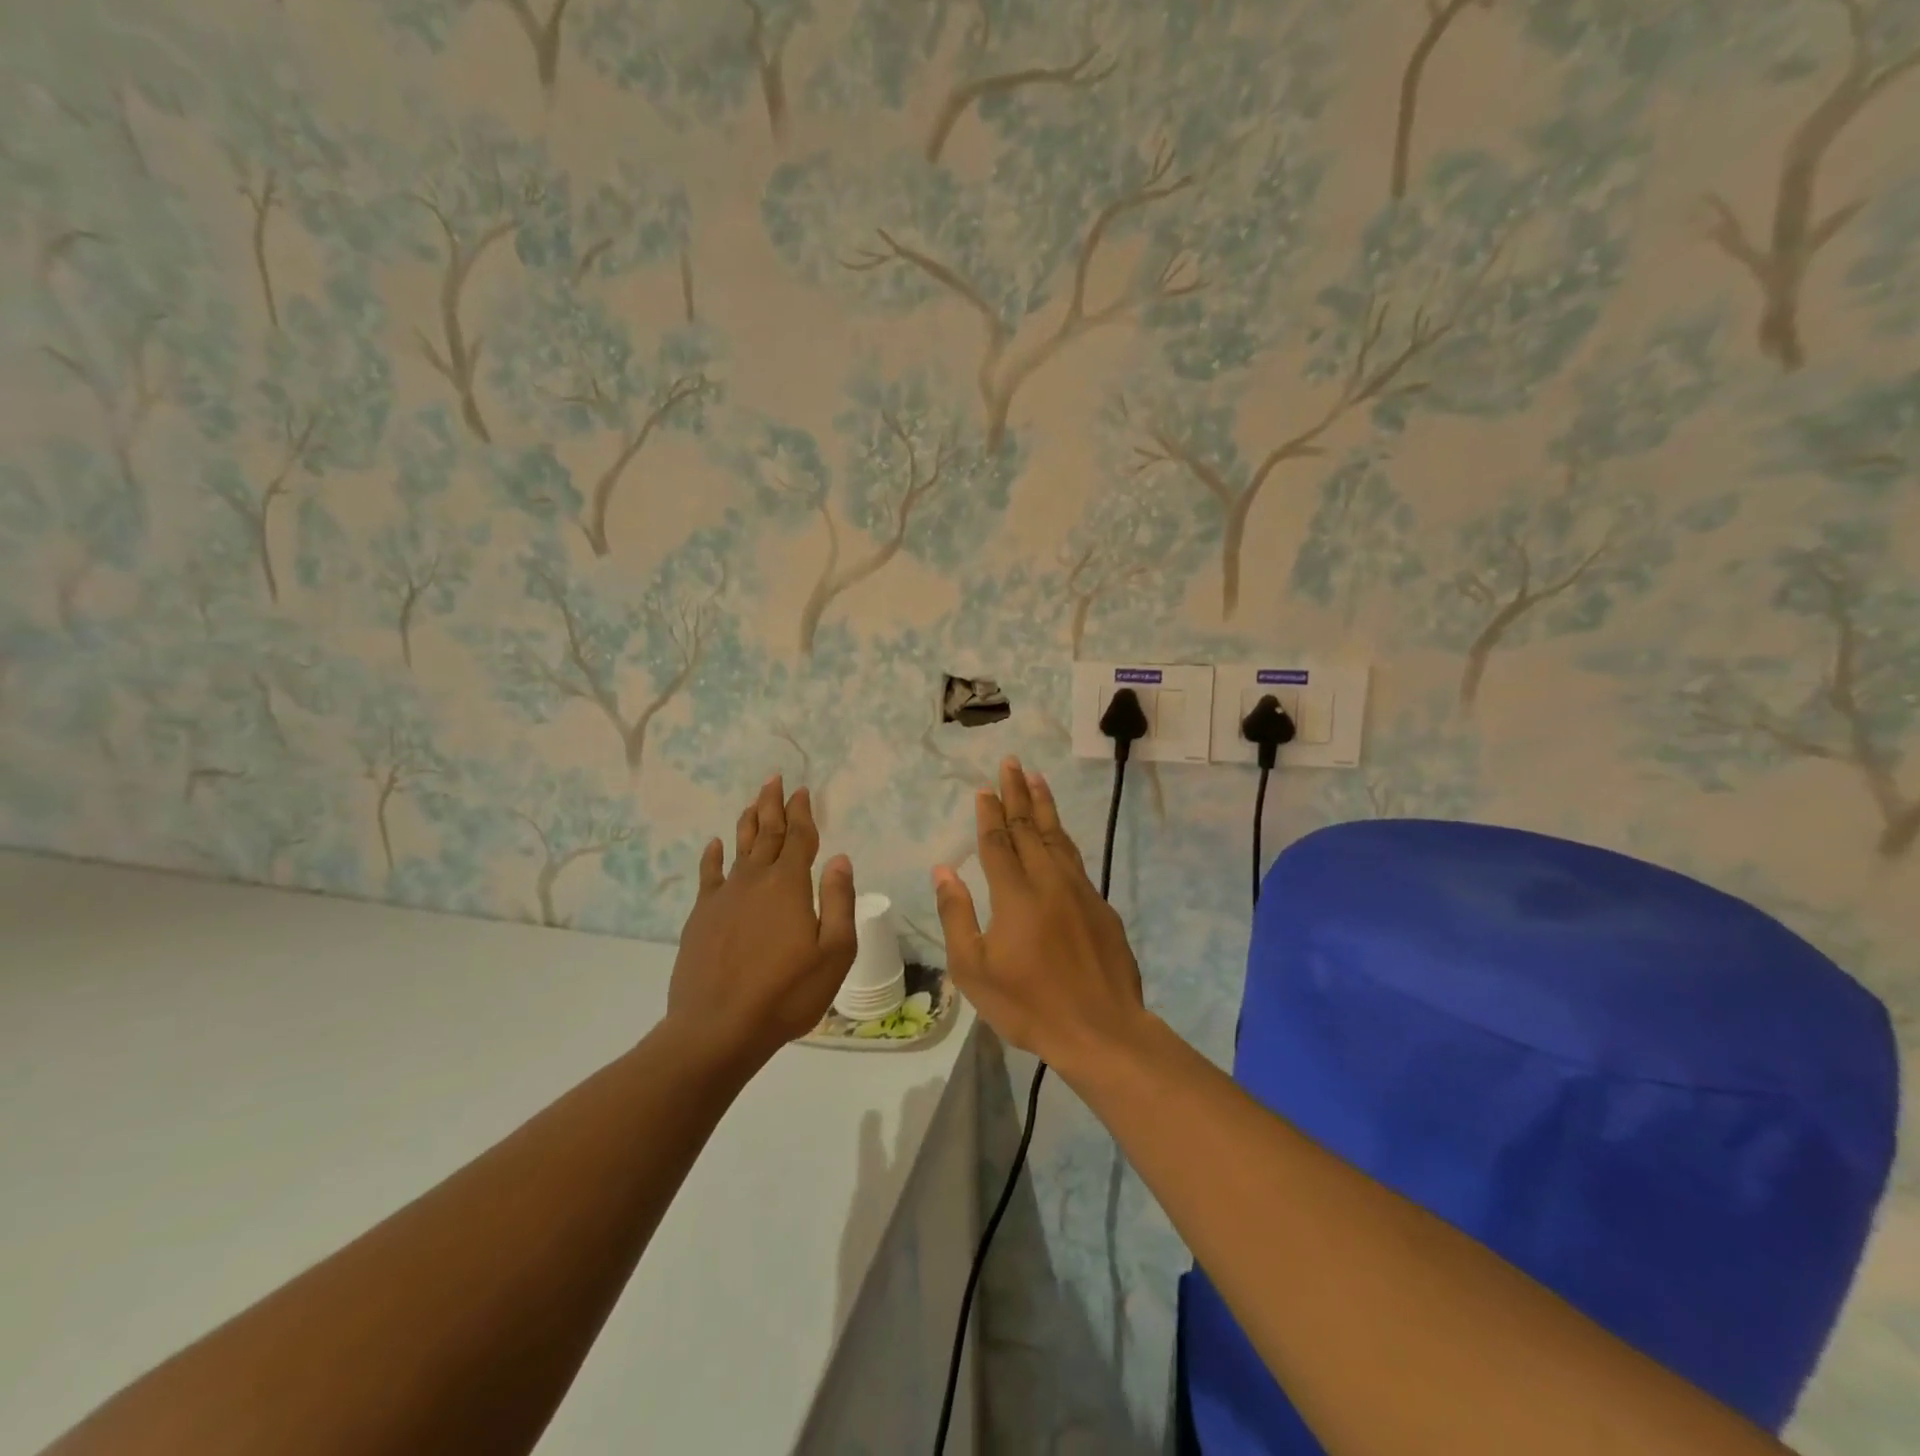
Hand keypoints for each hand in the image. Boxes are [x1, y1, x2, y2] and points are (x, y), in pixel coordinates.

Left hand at [668, 775, 857, 1068]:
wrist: (718, 1028)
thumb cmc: (787, 993)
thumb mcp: (834, 952)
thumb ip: (839, 901)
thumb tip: (839, 858)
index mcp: (789, 885)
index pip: (799, 837)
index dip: (802, 812)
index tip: (802, 790)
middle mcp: (755, 880)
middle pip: (766, 833)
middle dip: (773, 805)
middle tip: (774, 780)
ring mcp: (724, 897)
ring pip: (738, 848)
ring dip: (747, 822)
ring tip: (752, 802)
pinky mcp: (701, 916)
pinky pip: (709, 875)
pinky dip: (713, 856)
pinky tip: (715, 844)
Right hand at [932, 757, 1146, 1077]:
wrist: (1101, 1029)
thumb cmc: (1028, 1005)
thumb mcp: (974, 969)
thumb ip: (956, 915)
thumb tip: (944, 870)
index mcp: (1014, 896)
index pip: (997, 843)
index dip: (989, 814)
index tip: (984, 788)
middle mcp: (1048, 881)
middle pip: (1029, 828)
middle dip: (1017, 793)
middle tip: (1011, 763)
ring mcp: (1079, 890)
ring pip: (1058, 837)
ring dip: (1045, 806)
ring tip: (1037, 779)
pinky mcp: (1100, 905)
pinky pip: (1075, 859)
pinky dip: (1063, 837)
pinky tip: (1059, 833)